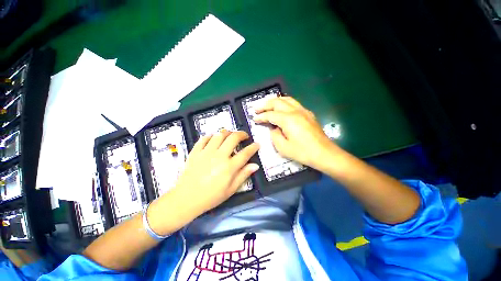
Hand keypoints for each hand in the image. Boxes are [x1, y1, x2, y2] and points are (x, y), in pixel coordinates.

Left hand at [172, 131, 258, 214]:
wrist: (186, 199)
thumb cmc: (211, 197)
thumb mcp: (231, 189)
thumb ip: (243, 175)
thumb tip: (255, 165)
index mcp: (229, 167)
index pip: (245, 153)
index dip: (253, 147)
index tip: (257, 144)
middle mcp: (219, 156)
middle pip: (233, 138)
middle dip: (241, 134)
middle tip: (244, 136)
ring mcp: (206, 152)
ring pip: (219, 135)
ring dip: (227, 132)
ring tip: (230, 135)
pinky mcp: (195, 151)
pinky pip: (204, 138)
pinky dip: (211, 136)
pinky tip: (213, 138)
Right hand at [254, 97, 338, 169]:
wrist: (324, 153)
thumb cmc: (302, 152)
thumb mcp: (283, 148)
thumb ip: (274, 135)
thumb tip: (273, 128)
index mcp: (288, 120)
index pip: (270, 115)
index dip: (261, 117)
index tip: (254, 119)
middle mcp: (295, 111)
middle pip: (277, 102)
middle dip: (265, 104)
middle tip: (256, 109)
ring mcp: (303, 111)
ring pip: (286, 99)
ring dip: (275, 101)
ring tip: (267, 105)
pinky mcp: (308, 114)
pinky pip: (294, 103)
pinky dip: (284, 103)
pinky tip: (281, 108)